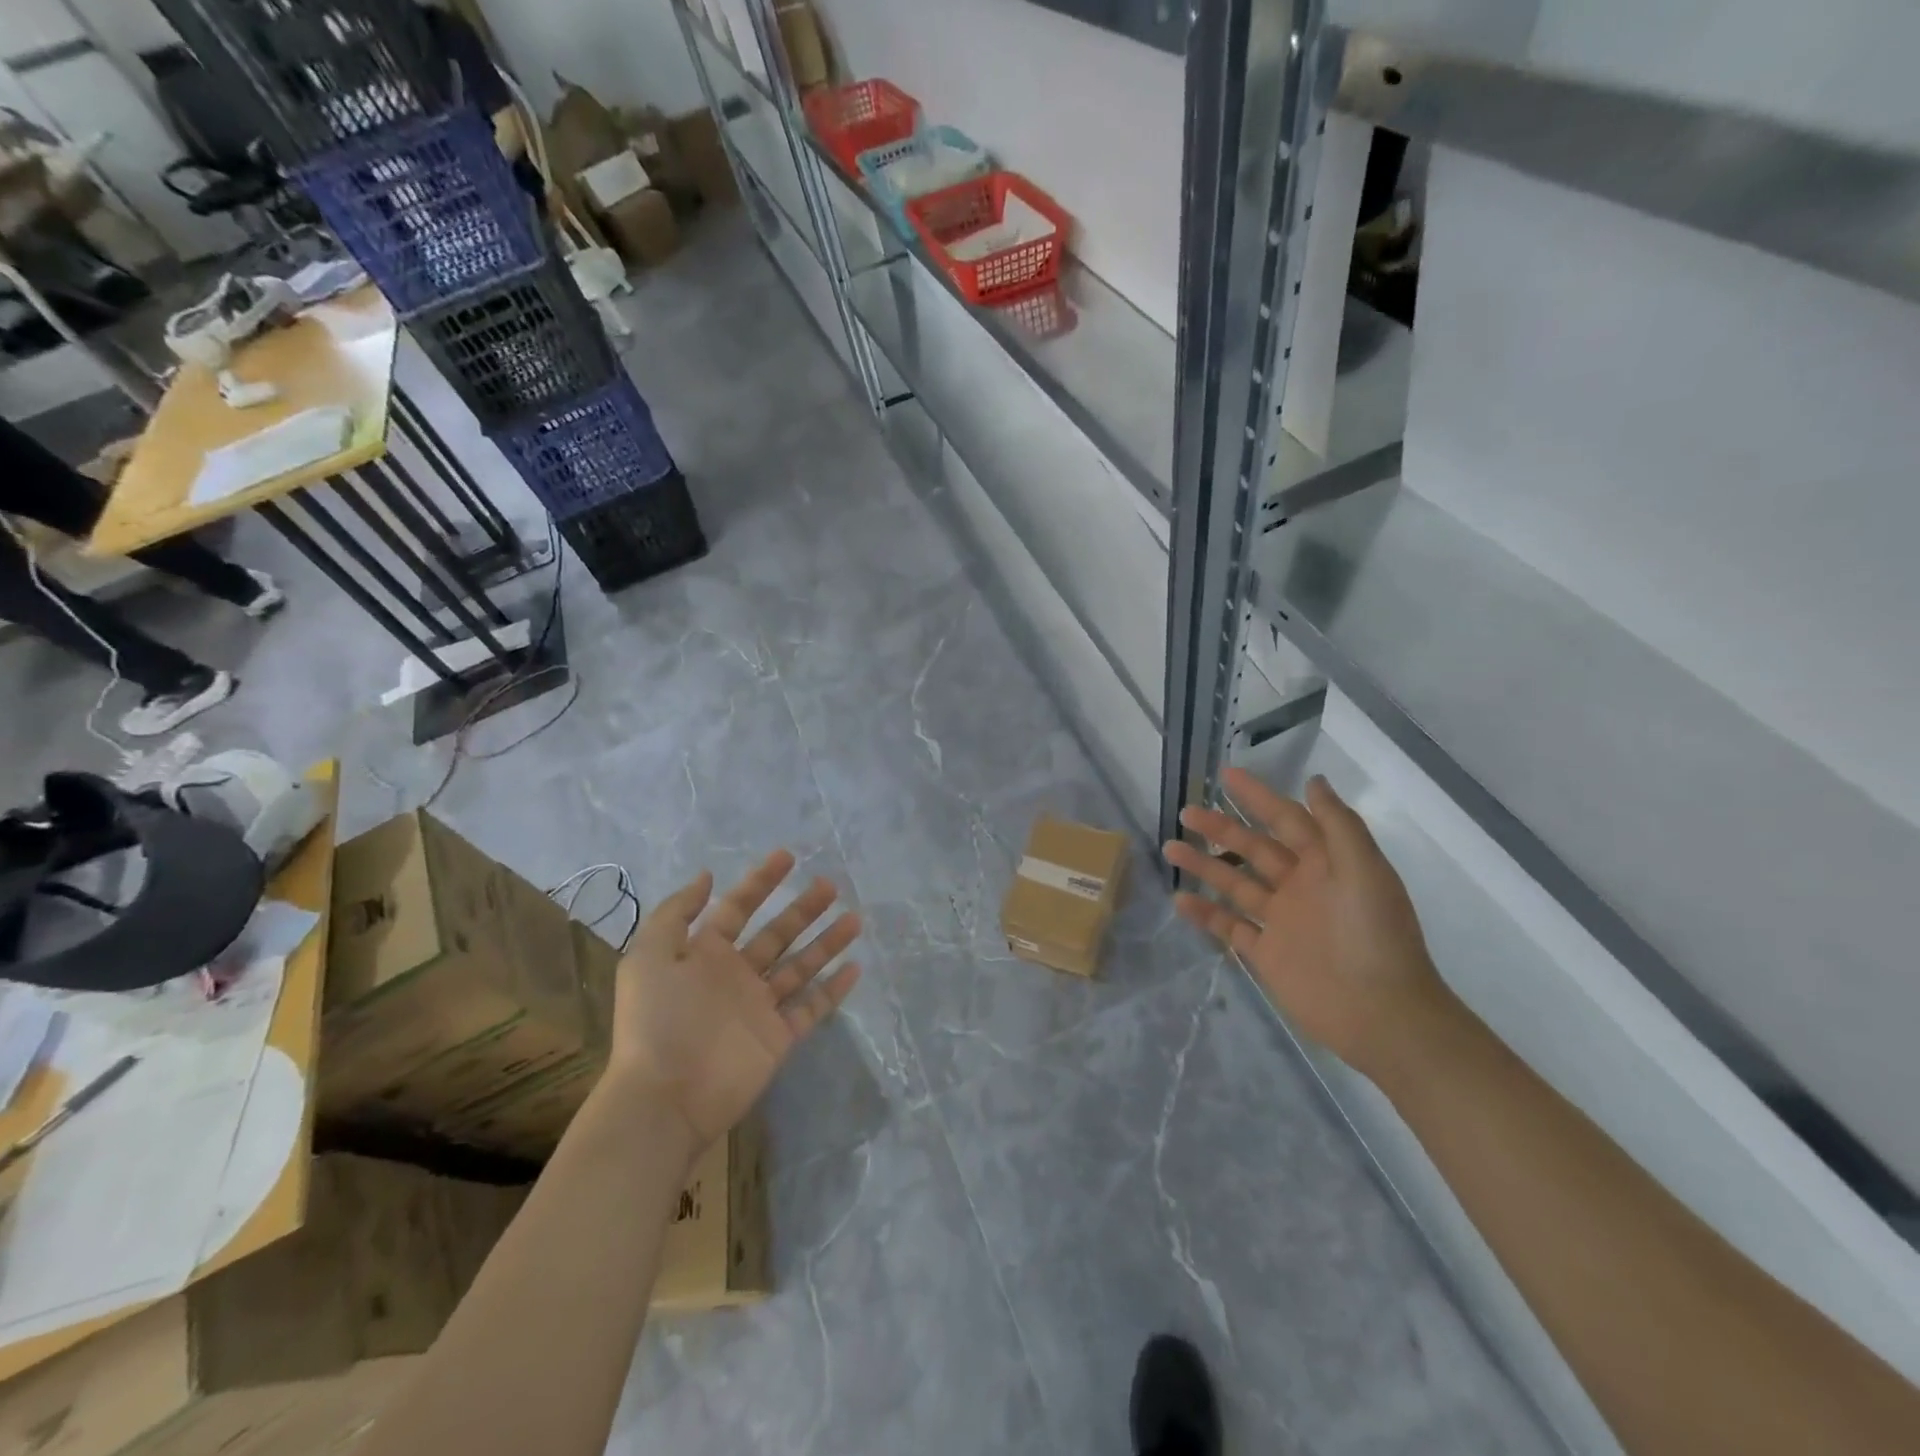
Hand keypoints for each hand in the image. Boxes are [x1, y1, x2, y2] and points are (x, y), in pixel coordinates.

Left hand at [609, 850, 861, 1146]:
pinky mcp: (777, 1037)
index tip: (788, 856)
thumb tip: (706, 876)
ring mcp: (759, 1007)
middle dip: (803, 909)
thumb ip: (676, 913)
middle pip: (777, 934)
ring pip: (800, 966)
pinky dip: (832, 989)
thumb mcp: (649, 956)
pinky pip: (811, 1008)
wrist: (664, 1098)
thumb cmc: (657, 1021)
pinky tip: (855, 968)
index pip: (738, 907)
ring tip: (855, 919)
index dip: (761, 881)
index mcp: (705, 954)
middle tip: (831, 885)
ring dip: (826, 943)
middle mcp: (735, 975)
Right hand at [1162, 769, 1447, 1075]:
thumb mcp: (1365, 871)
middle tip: (1186, 812)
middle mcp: (1300, 886)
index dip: (1258, 796)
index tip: (1226, 775)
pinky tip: (1179, 900)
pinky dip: (1205, 913)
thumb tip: (1313, 781)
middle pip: (1253, 848)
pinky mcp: (1266, 953)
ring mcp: (1281, 921)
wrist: (1381, 1014)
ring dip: (1204, 865)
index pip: (1286, 819)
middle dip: (1221, 828)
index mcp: (1326, 863)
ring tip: (1170, 847)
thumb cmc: (1375, 936)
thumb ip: (1338, 825)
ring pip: (1235, 883)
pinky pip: (1229, 927)